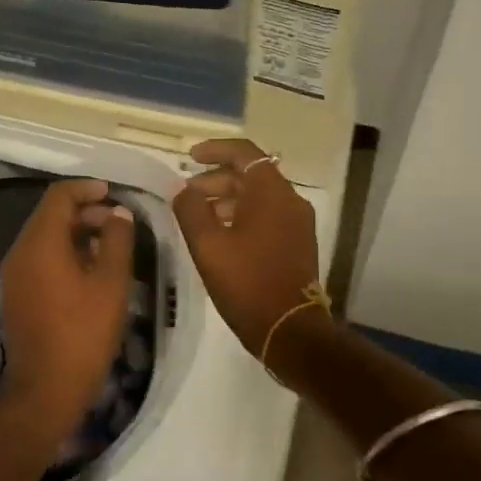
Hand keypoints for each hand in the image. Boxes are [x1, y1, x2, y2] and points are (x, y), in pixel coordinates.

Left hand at [0, 178, 136, 432]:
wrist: (44, 391)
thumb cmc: (83, 333)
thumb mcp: (111, 283)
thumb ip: (118, 240)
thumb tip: (118, 212)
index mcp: (40, 242)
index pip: (59, 196)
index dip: (87, 188)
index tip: (114, 193)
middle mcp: (20, 251)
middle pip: (51, 215)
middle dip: (86, 212)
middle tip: (119, 224)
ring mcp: (14, 275)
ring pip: (46, 238)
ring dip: (77, 234)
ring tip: (112, 248)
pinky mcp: (17, 295)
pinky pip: (41, 259)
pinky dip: (65, 254)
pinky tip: (92, 273)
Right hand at [171, 139, 328, 360]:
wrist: (290, 330)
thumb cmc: (247, 282)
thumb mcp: (208, 245)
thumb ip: (191, 210)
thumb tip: (182, 189)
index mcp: (271, 192)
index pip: (244, 153)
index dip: (215, 149)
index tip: (189, 157)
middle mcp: (290, 200)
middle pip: (251, 175)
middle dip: (215, 179)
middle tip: (186, 194)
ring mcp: (298, 223)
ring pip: (258, 197)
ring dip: (227, 199)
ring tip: (198, 217)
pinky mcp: (298, 243)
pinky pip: (267, 216)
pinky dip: (242, 216)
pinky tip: (220, 236)